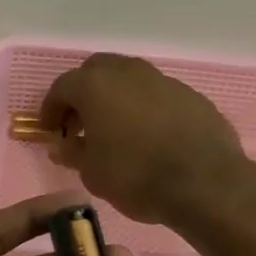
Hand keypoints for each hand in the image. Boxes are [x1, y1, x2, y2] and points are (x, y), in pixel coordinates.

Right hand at [40, 53, 255, 224]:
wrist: (205, 183)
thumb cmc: (135, 175)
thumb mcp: (92, 172)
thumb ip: (73, 152)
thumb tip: (63, 145)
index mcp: (95, 85)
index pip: (61, 87)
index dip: (51, 109)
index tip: (50, 131)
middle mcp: (128, 72)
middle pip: (96, 71)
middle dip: (83, 94)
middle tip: (80, 123)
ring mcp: (163, 80)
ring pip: (129, 80)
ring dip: (116, 98)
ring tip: (115, 130)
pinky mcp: (191, 95)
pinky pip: (157, 95)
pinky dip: (145, 108)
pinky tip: (148, 136)